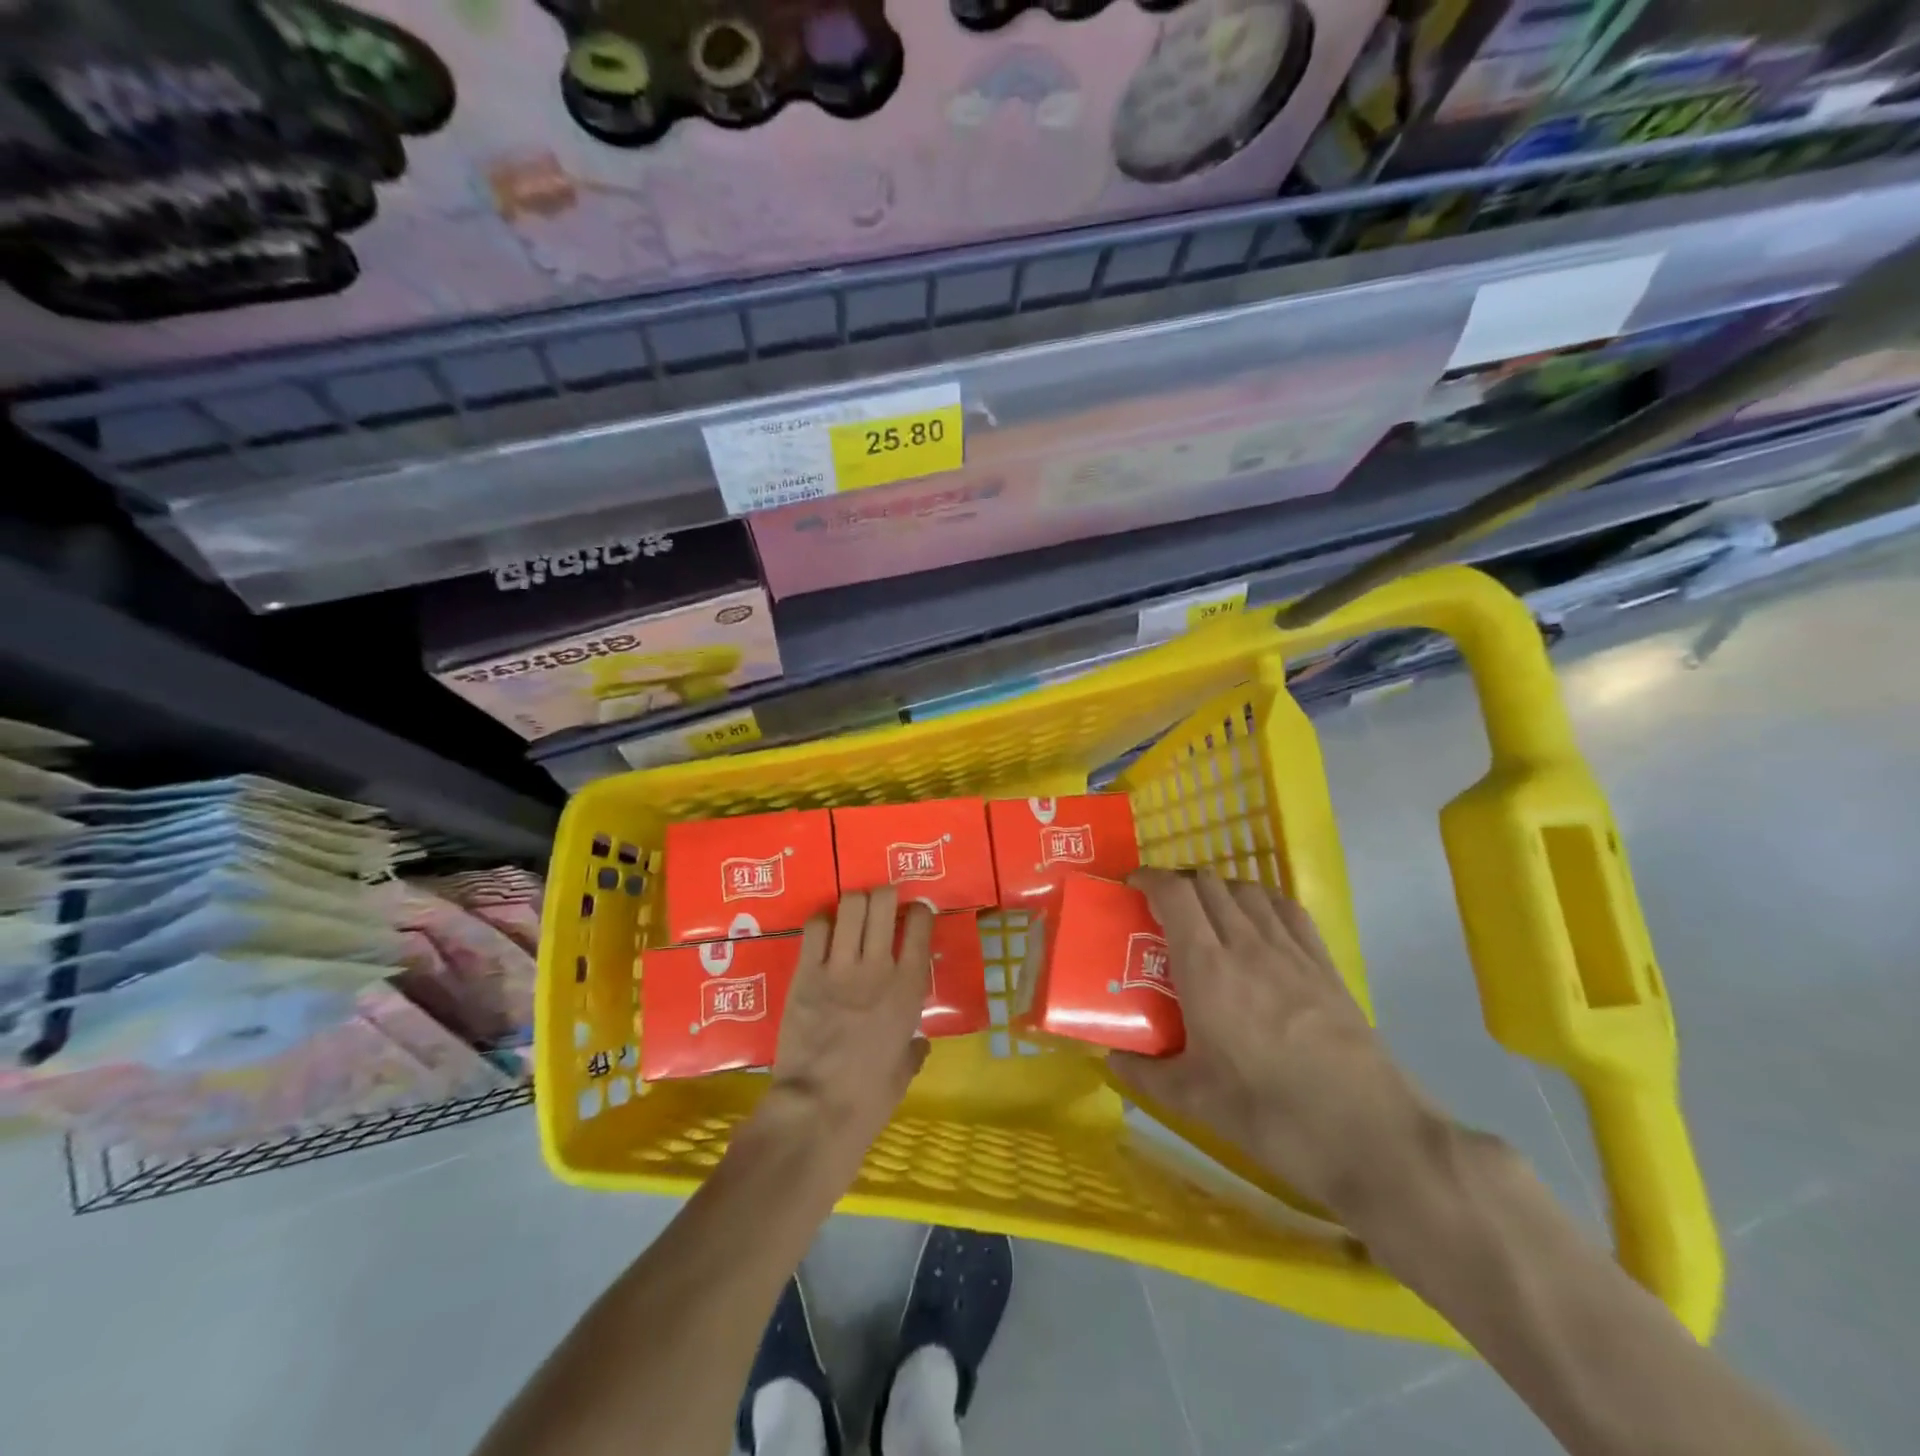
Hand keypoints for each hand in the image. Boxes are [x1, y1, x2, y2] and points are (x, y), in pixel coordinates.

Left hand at [757, 888, 932, 1167]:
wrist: (817, 1109)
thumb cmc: (869, 1097)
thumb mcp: (904, 1071)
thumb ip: (913, 1048)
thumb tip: (917, 1042)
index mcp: (909, 988)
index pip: (921, 925)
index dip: (919, 912)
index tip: (915, 914)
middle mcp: (878, 966)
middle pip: (884, 902)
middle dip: (884, 895)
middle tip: (881, 904)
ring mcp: (840, 966)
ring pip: (851, 905)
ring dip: (854, 903)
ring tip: (852, 912)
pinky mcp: (806, 972)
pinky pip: (815, 926)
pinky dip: (822, 921)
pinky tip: (823, 931)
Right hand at [1109, 869, 1441, 1219]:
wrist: (1370, 1134)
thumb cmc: (1271, 1114)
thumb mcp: (1194, 1101)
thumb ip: (1145, 1074)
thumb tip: (1111, 1060)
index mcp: (1206, 968)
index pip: (1174, 894)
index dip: (1148, 879)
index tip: (1132, 887)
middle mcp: (1246, 944)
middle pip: (1208, 884)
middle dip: (1179, 884)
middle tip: (1163, 909)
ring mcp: (1291, 950)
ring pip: (1248, 890)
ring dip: (1219, 889)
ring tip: (1208, 914)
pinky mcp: (1324, 964)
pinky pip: (1287, 909)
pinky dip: (1262, 900)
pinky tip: (1258, 922)